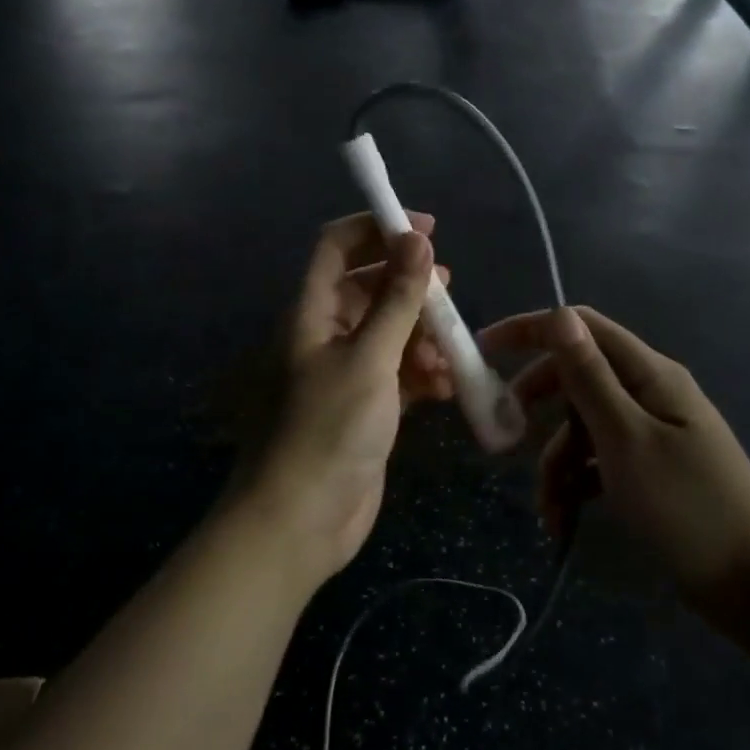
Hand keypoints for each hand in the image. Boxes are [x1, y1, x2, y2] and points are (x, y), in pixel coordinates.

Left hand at [236, 213, 450, 583]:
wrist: (301, 520)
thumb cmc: (328, 429)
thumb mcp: (369, 359)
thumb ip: (396, 300)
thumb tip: (417, 240)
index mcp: (310, 313)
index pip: (336, 248)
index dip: (377, 229)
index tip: (426, 229)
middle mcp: (323, 336)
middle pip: (368, 289)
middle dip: (410, 287)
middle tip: (448, 292)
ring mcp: (345, 373)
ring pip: (388, 333)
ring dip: (422, 336)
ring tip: (449, 353)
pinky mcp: (365, 407)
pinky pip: (397, 374)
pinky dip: (421, 374)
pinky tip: (445, 386)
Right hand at [477, 307, 749, 605]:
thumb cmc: (686, 506)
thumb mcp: (625, 439)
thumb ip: (589, 377)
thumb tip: (558, 314)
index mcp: (649, 375)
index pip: (582, 328)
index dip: (532, 330)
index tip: (484, 349)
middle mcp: (649, 394)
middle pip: (576, 379)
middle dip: (538, 407)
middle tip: (506, 434)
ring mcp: (649, 434)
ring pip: (581, 428)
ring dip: (555, 463)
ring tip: (550, 509)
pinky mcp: (647, 471)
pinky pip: (597, 462)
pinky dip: (576, 486)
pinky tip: (564, 521)